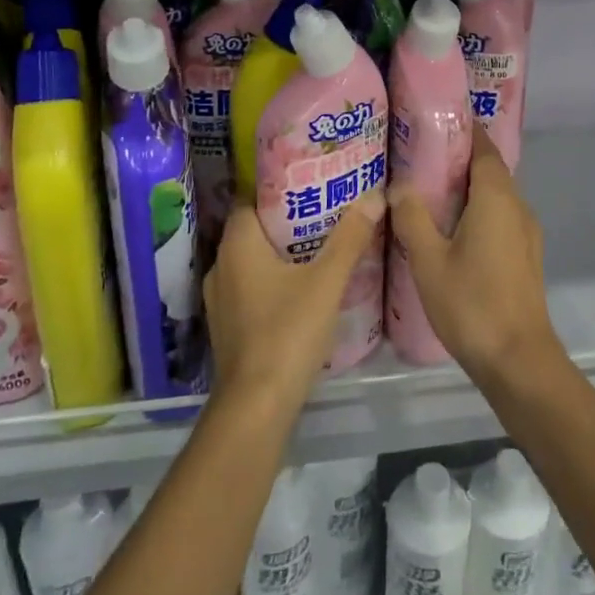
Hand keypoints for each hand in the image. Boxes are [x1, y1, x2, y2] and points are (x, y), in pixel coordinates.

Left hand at [204, 194, 384, 412]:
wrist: (256, 407)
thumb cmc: (288, 332)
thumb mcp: (327, 281)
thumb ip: (350, 238)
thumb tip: (374, 195)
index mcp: (237, 246)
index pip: (249, 202)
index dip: (276, 193)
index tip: (309, 187)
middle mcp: (221, 267)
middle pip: (252, 231)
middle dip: (285, 223)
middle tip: (323, 215)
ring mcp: (220, 301)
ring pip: (250, 263)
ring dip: (278, 255)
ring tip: (317, 248)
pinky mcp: (228, 328)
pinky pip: (249, 289)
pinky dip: (271, 282)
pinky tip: (300, 290)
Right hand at [390, 126, 561, 385]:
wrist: (518, 360)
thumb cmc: (471, 303)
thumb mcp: (429, 259)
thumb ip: (413, 217)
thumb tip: (399, 186)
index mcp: (497, 197)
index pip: (484, 147)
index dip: (464, 132)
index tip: (436, 123)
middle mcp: (517, 206)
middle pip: (490, 170)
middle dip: (459, 160)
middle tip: (420, 157)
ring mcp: (526, 233)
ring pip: (496, 196)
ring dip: (468, 189)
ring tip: (429, 191)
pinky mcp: (525, 256)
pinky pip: (500, 218)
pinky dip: (478, 212)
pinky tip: (451, 230)